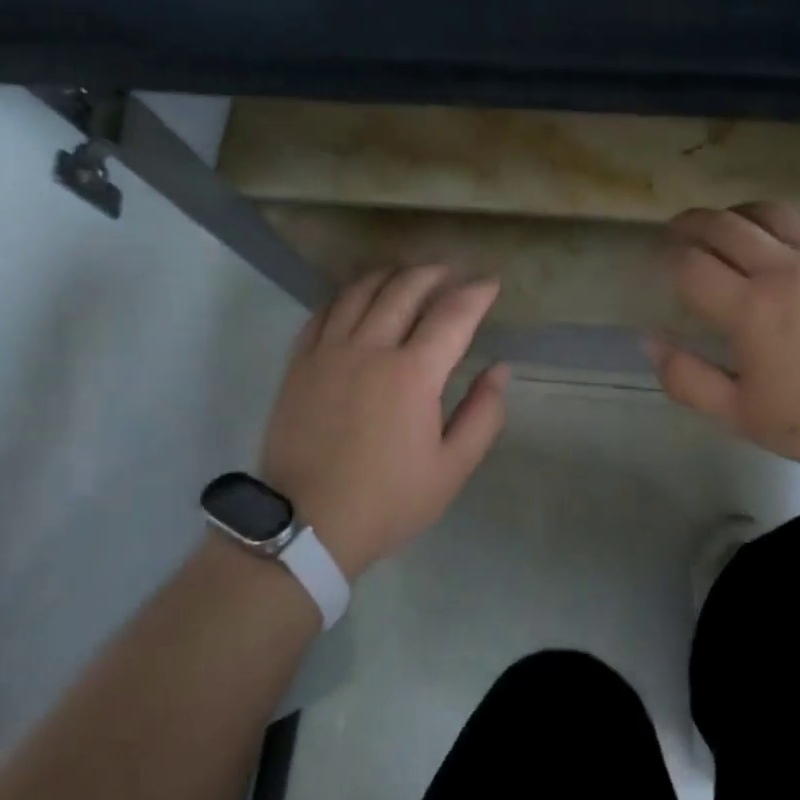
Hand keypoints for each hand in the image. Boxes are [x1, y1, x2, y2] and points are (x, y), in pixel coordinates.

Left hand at [260, 267, 508, 578]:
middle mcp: (370, 349)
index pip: (452, 314)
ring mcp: (328, 352)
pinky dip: (347, 296)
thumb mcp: (451, 469)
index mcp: (413, 374)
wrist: (307, 526)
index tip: (491, 283)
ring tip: (408, 276)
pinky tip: (358, 299)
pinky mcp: (299, 363)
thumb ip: (482, 414)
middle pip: (405, 289)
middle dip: (435, 273)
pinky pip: (324, 312)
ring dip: (390, 275)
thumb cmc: (388, 500)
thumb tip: (499, 370)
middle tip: (452, 273)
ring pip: (361, 292)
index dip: (476, 293)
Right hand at [650, 202, 799, 482]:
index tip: (656, 260)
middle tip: (678, 231)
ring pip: (771, 212)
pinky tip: (790, 239)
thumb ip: (688, 379)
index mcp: (749, 308)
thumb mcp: (742, 416)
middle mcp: (783, 269)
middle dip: (691, 223)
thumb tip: (651, 341)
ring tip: (728, 224)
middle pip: (724, 225)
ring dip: (738, 213)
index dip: (665, 257)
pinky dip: (792, 225)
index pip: (690, 264)